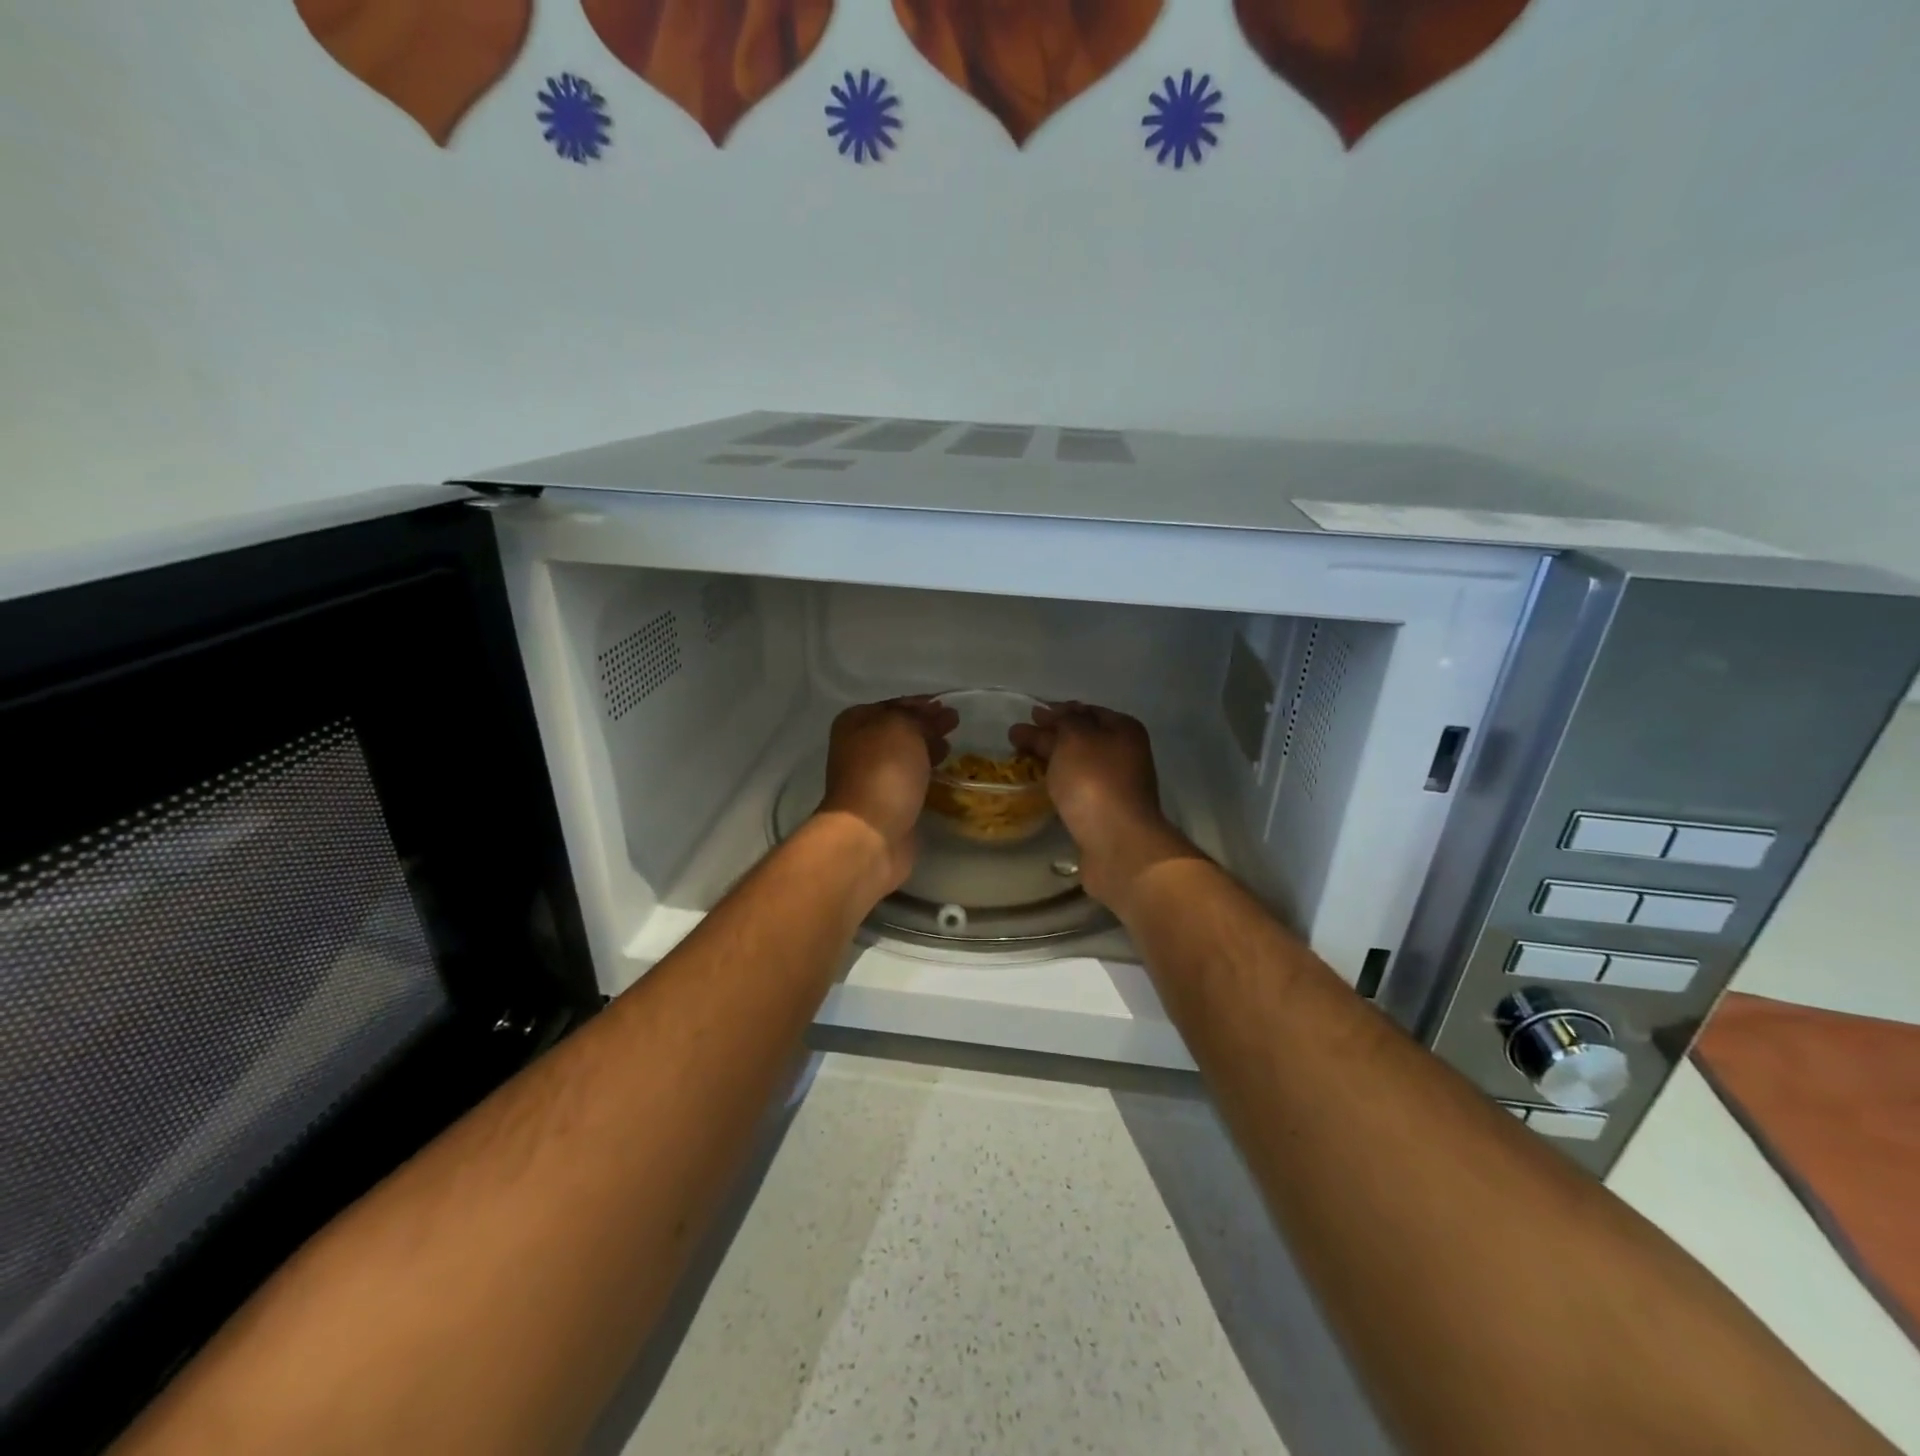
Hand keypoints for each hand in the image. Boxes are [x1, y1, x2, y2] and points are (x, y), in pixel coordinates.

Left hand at [813, 696, 957, 903]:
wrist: (870, 834)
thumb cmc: (883, 772)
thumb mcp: (902, 728)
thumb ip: (920, 717)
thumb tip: (937, 715)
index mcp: (855, 723)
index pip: (894, 704)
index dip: (922, 704)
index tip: (948, 706)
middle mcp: (859, 748)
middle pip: (899, 731)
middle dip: (926, 727)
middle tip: (954, 726)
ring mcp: (871, 779)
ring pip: (905, 757)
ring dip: (927, 751)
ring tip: (951, 750)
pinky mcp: (887, 805)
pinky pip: (910, 782)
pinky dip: (925, 776)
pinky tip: (943, 776)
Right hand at [1010, 703, 1201, 912]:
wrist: (1118, 843)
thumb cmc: (1095, 781)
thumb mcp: (1075, 738)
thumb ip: (1061, 722)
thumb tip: (1052, 715)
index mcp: (1124, 730)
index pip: (1087, 711)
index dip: (1058, 711)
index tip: (1030, 715)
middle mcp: (1125, 754)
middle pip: (1082, 737)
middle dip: (1049, 735)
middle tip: (1016, 737)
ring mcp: (1117, 786)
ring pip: (1078, 765)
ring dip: (1052, 760)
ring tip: (1022, 761)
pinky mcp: (1105, 813)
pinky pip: (1078, 789)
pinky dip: (1059, 783)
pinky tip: (1042, 786)